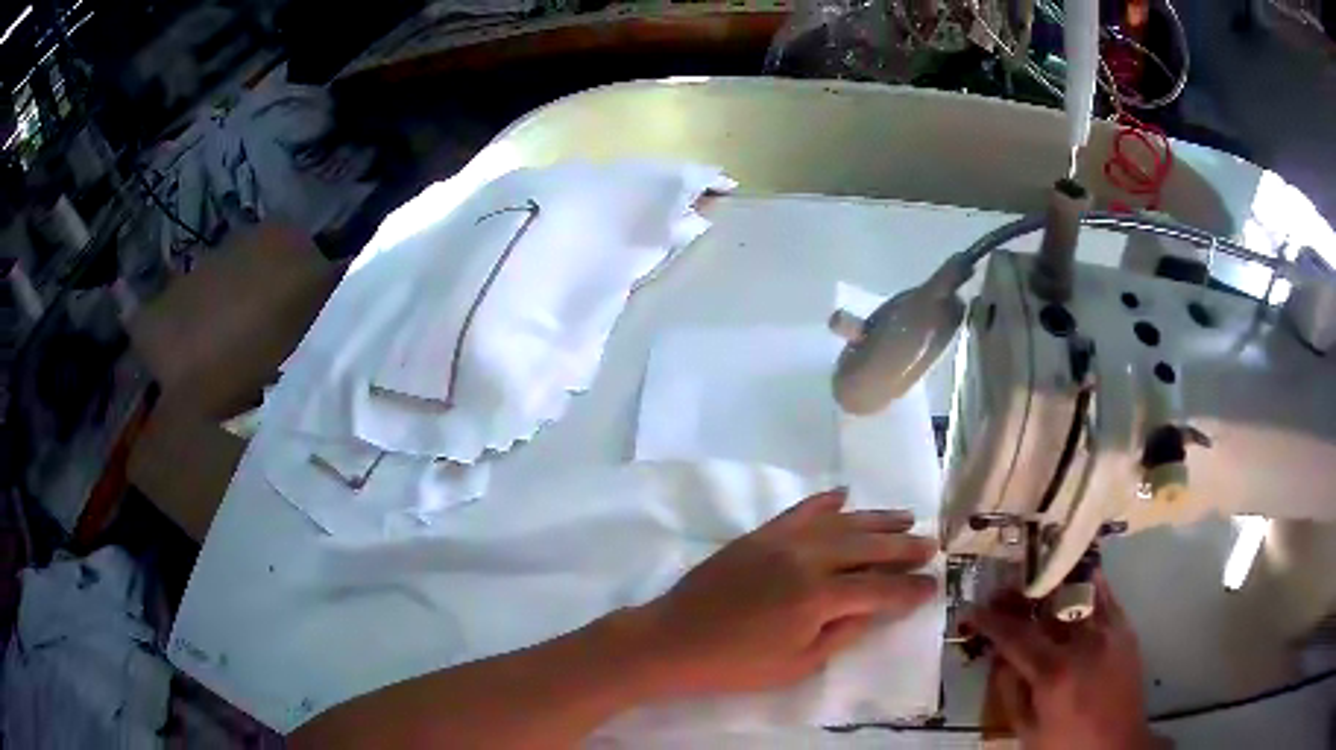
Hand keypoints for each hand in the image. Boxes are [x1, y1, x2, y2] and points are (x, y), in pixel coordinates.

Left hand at [630, 489, 937, 695]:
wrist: (673, 640)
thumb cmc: (735, 665)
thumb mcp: (797, 664)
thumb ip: (843, 632)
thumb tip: (877, 608)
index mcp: (818, 597)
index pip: (879, 589)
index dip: (909, 589)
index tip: (933, 585)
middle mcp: (807, 558)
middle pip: (868, 546)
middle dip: (903, 547)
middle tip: (930, 546)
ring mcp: (782, 540)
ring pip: (842, 522)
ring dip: (876, 519)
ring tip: (906, 516)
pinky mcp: (760, 534)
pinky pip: (802, 510)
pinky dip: (826, 502)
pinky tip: (845, 496)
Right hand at [969, 574, 1157, 749]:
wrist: (1117, 746)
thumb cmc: (1065, 745)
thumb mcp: (1027, 731)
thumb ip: (1010, 692)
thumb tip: (998, 657)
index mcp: (1054, 673)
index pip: (1016, 635)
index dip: (991, 620)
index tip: (974, 610)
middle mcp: (1084, 642)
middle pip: (1047, 604)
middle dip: (1021, 595)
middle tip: (1002, 592)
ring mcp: (1109, 630)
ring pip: (1079, 591)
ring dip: (1052, 586)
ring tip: (1036, 584)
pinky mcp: (1125, 629)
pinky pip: (1103, 596)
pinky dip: (1085, 586)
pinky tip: (1074, 587)